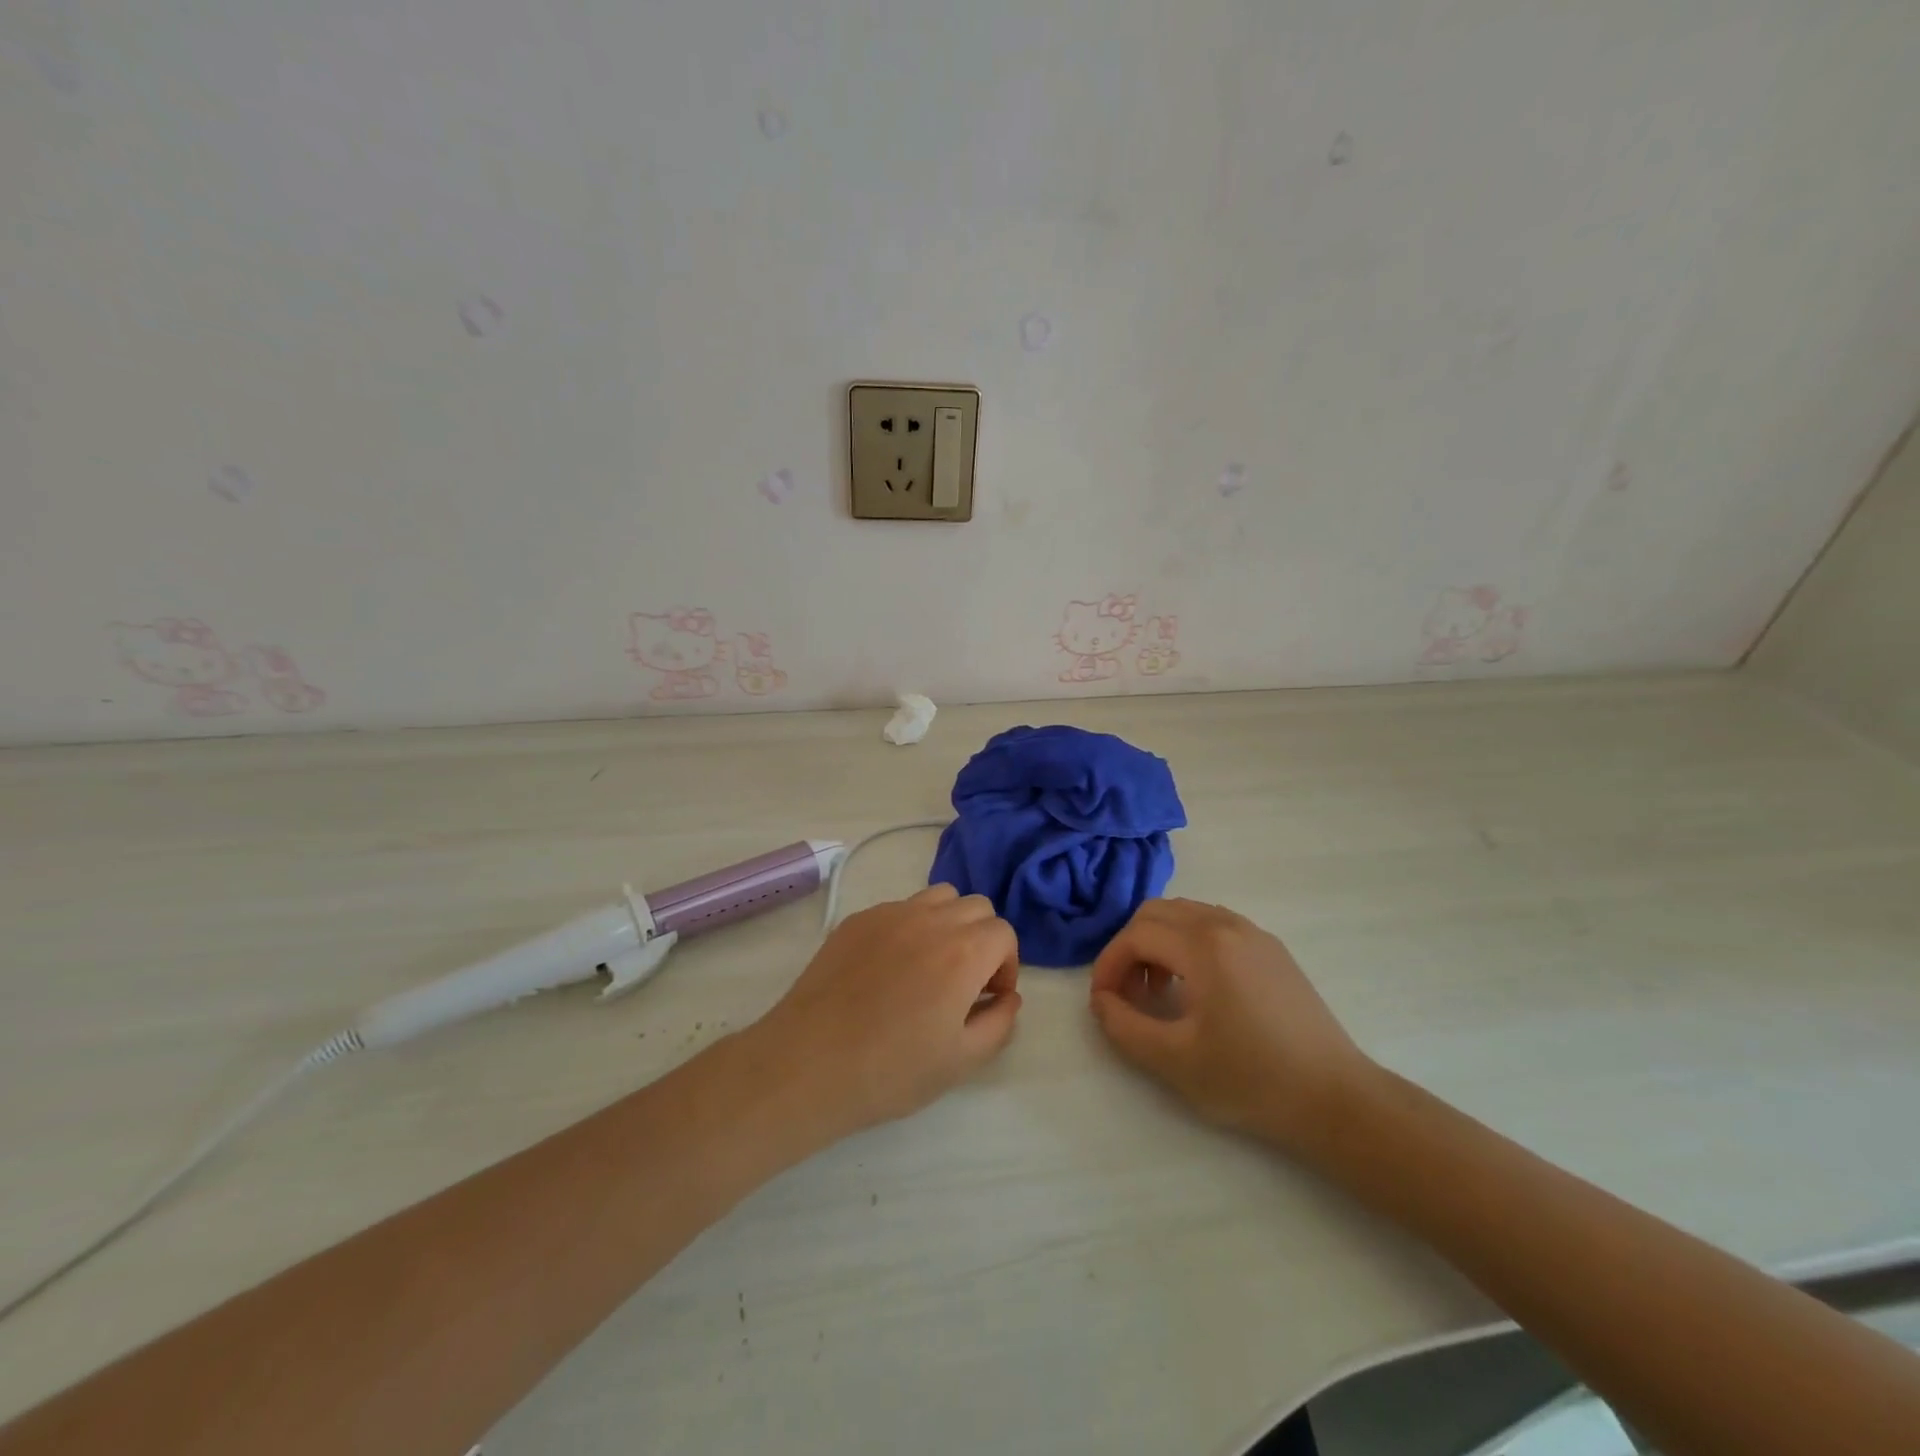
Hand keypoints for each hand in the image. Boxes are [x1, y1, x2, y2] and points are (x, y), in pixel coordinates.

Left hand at [752, 885, 1022, 1138]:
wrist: (809, 1062)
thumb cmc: (892, 1069)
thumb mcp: (962, 1060)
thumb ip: (999, 1023)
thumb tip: (1008, 997)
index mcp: (963, 951)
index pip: (1003, 933)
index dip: (1005, 965)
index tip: (988, 997)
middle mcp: (930, 919)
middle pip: (975, 907)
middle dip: (982, 939)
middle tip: (965, 981)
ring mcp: (890, 914)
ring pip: (938, 897)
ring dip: (948, 923)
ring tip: (930, 965)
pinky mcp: (857, 920)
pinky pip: (899, 908)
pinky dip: (909, 927)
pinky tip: (889, 969)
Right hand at [1088, 898, 1374, 1156]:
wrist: (1336, 1098)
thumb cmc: (1251, 1079)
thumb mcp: (1173, 1061)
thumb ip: (1124, 1026)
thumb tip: (1101, 1000)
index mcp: (1204, 946)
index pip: (1136, 934)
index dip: (1109, 964)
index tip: (1103, 1001)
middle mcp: (1227, 925)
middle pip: (1157, 912)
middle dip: (1130, 947)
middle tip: (1127, 992)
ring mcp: (1254, 933)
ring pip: (1185, 914)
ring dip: (1158, 943)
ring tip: (1158, 991)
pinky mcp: (1272, 949)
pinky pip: (1213, 925)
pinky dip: (1188, 944)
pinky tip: (1196, 988)